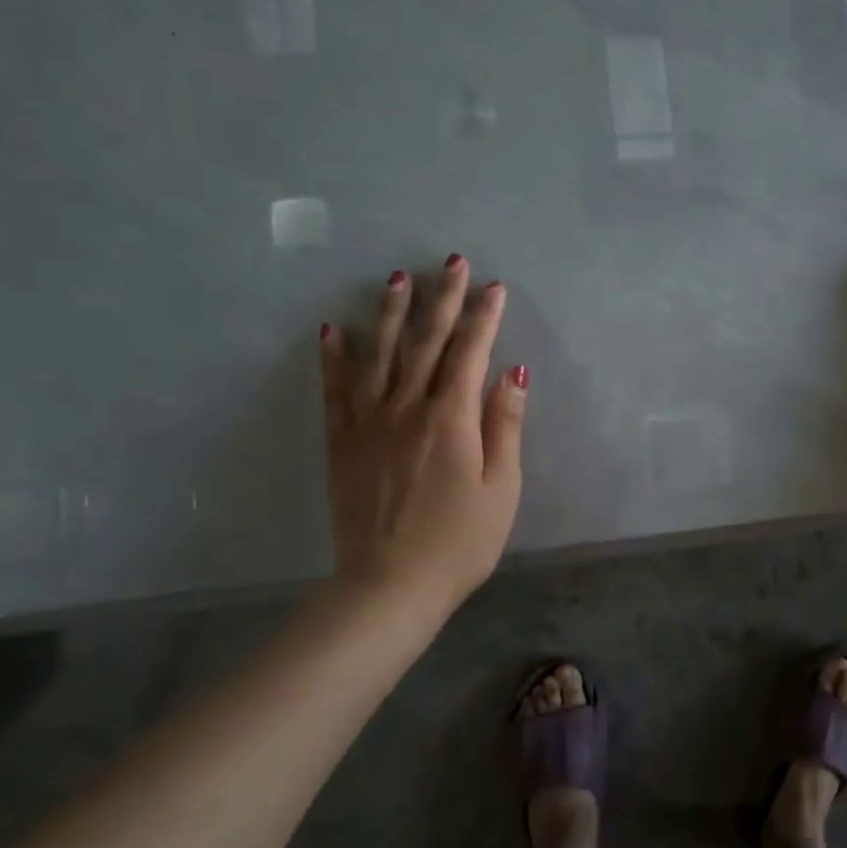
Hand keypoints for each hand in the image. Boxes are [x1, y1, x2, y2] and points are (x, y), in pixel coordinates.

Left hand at [319, 254, 527, 621]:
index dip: (484, 317)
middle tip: (450, 262)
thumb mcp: (502, 488)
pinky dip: (334, 358)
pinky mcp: (342, 443)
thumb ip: (505, 426)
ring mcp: (369, 423)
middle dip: (442, 300)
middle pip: (426, 343)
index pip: (471, 353)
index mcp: (451, 419)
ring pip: (379, 355)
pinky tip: (332, 330)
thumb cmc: (460, 542)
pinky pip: (336, 391)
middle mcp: (407, 408)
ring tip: (397, 279)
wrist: (391, 585)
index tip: (494, 286)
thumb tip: (513, 373)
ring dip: (390, 314)